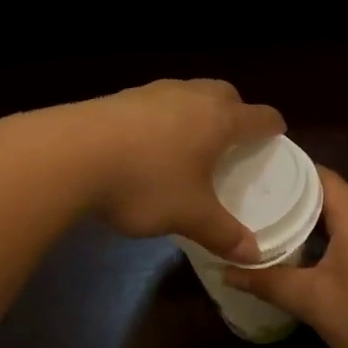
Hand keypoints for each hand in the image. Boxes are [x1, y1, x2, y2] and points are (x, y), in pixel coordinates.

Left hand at [69, 79, 284, 262]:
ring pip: (188, 93)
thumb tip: (253, 254)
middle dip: (236, 111)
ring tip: (190, 141)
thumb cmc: (146, 182)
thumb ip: (224, 233)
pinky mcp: (120, 98)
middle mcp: (190, 96)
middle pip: (225, 93)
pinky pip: (156, 103)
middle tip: (234, 138)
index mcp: (218, 120)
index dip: (272, 126)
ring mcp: (152, 92)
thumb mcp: (189, 215)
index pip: (259, 116)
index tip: (277, 134)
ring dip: (197, 111)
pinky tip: (148, 144)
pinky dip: (164, 118)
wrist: (71, 154)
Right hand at [223, 167, 347, 347]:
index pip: (321, 176)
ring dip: (315, 226)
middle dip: (295, 203)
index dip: (289, 173)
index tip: (257, 174)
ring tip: (276, 231)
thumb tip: (225, 272)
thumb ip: (268, 282)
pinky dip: (335, 240)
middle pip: (333, 197)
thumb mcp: (312, 301)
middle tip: (256, 208)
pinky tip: (311, 258)